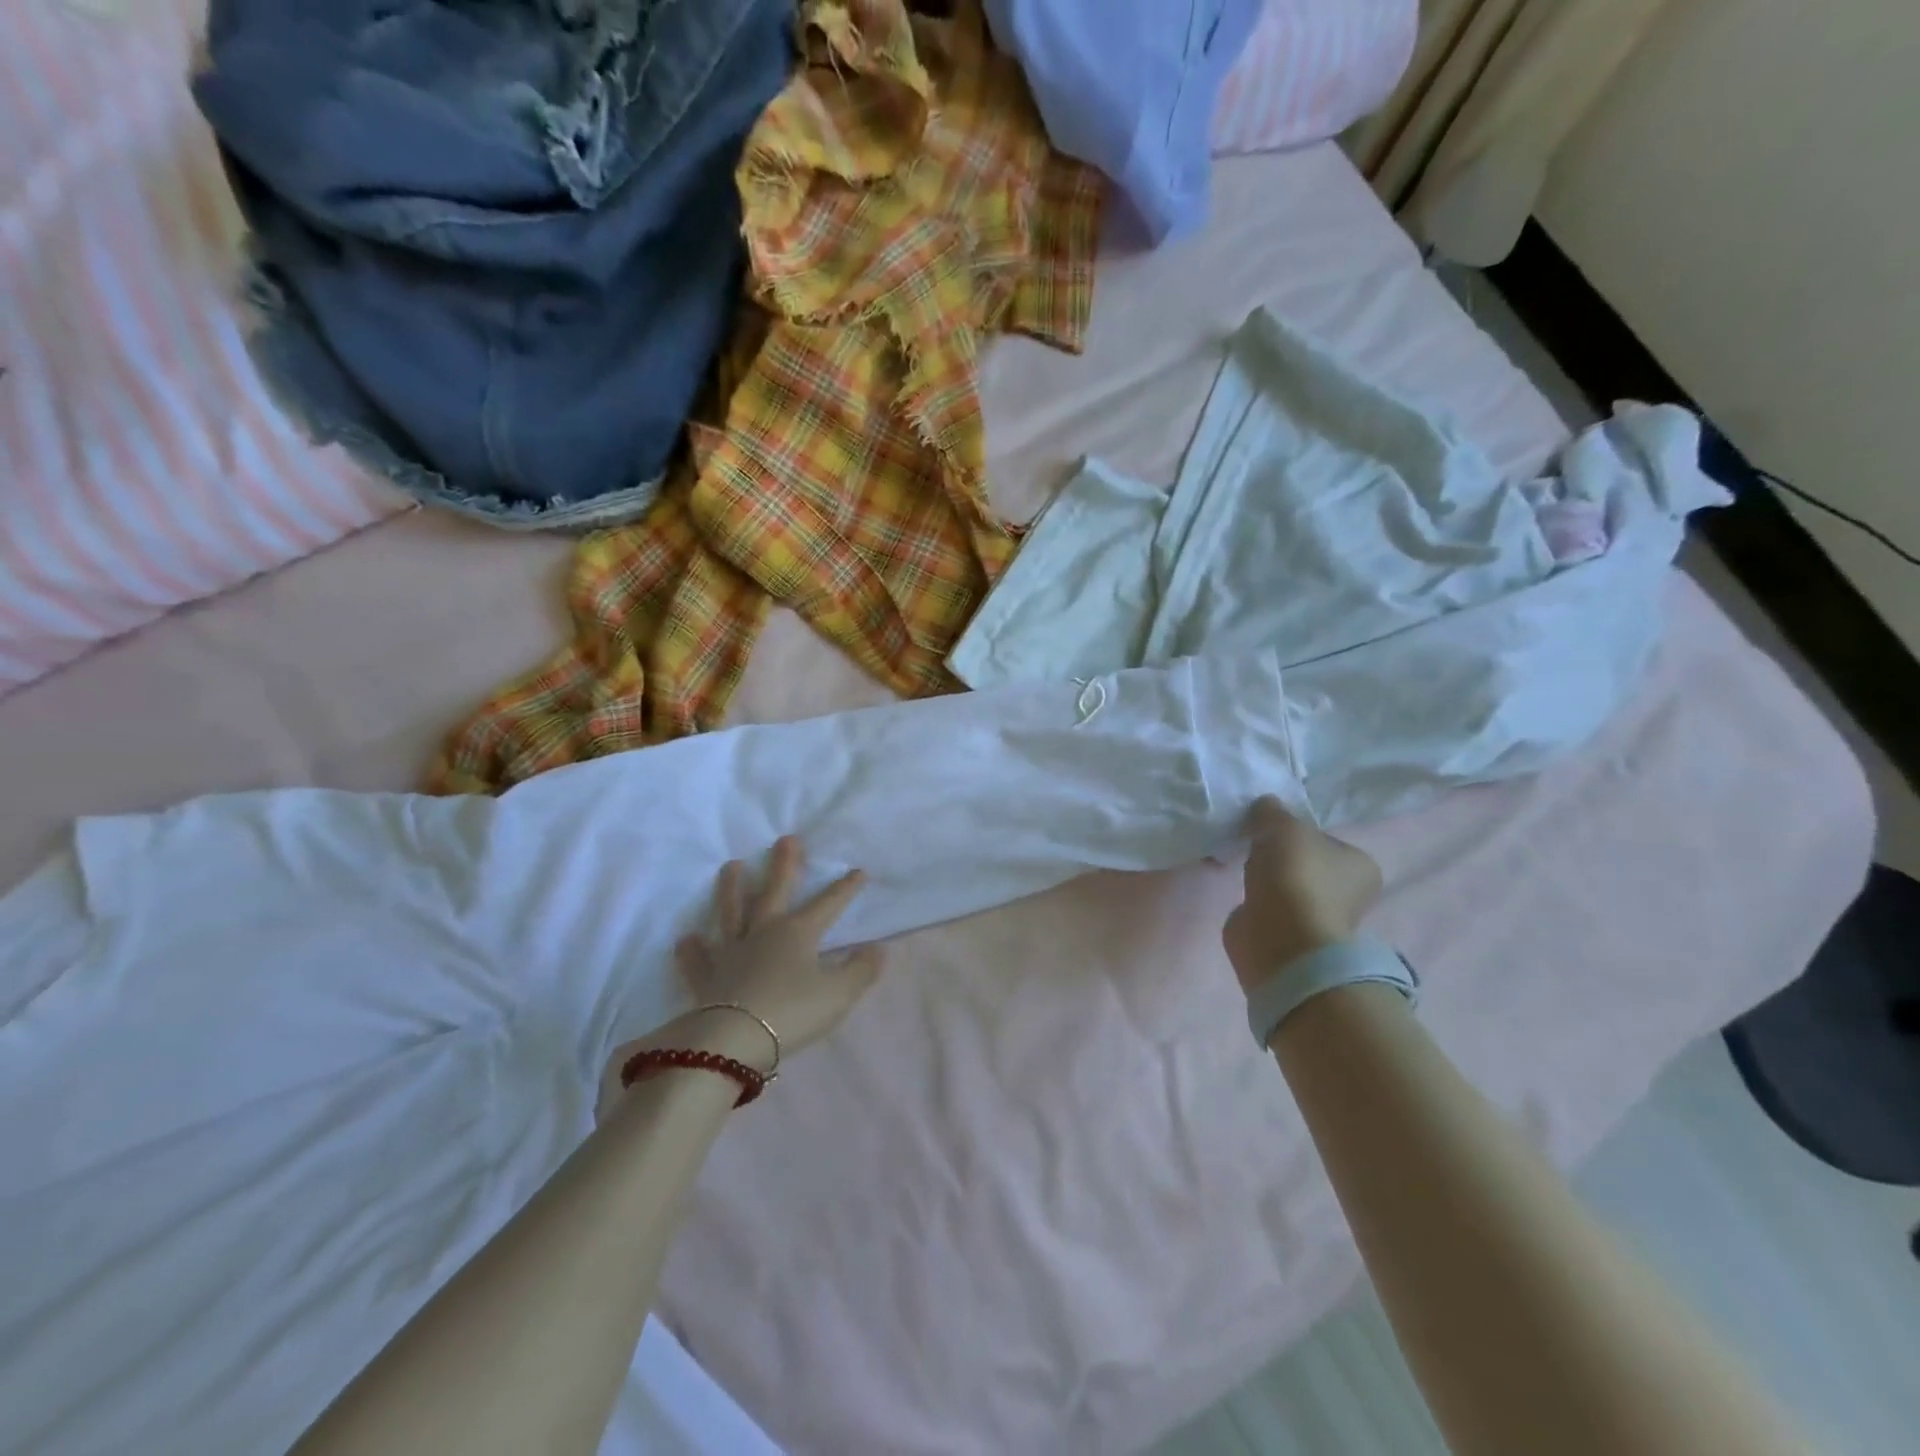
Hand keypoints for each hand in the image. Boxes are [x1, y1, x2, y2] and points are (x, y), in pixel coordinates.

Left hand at [601, 838, 884, 1114]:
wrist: (735, 1040)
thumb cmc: (793, 1012)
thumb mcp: (839, 994)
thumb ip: (861, 970)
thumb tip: (877, 949)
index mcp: (798, 932)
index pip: (828, 904)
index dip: (845, 888)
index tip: (858, 871)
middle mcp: (763, 932)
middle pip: (774, 891)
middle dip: (783, 865)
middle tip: (786, 839)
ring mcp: (732, 953)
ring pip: (731, 913)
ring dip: (732, 889)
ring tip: (732, 866)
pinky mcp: (707, 979)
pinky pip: (699, 960)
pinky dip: (692, 950)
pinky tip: (687, 939)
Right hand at [1222, 796, 1382, 994]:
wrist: (1280, 938)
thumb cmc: (1296, 875)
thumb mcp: (1283, 825)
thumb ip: (1272, 811)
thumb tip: (1264, 806)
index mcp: (1361, 865)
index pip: (1324, 839)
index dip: (1295, 831)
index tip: (1268, 829)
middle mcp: (1347, 894)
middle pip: (1305, 862)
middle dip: (1279, 855)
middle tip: (1251, 844)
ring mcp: (1317, 917)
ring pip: (1286, 885)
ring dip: (1265, 877)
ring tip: (1241, 866)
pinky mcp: (1289, 935)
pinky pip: (1269, 906)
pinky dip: (1255, 899)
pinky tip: (1241, 891)